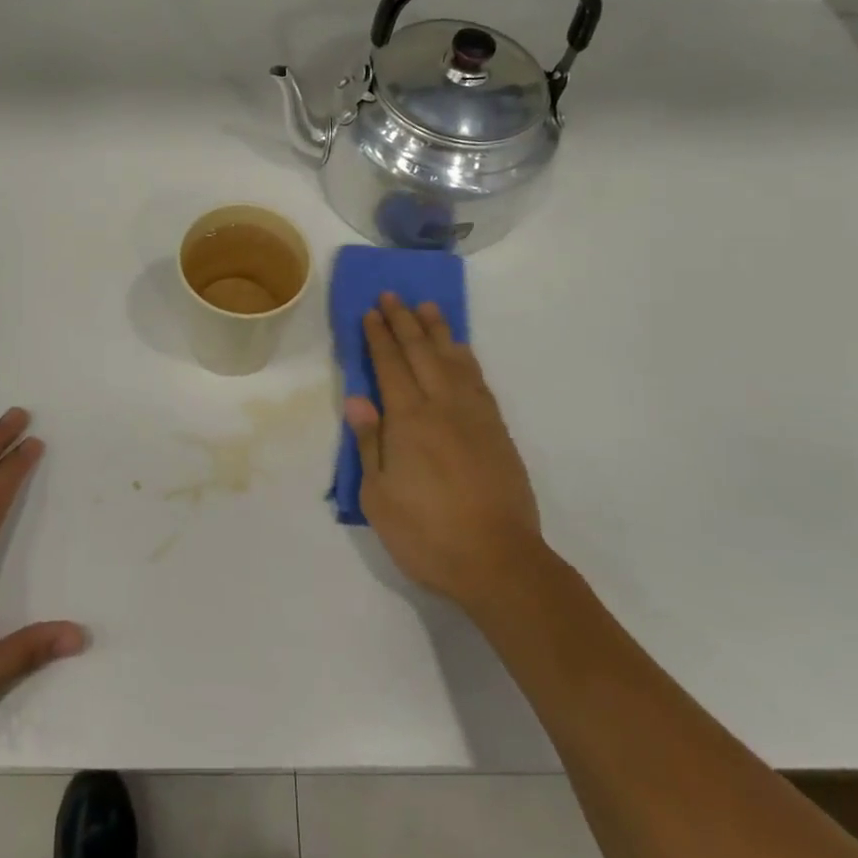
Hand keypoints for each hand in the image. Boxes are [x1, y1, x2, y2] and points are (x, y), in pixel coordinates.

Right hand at [344, 294, 544, 612]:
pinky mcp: (497, 432)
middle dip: (404, 322)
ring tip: (428, 308)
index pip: (390, 366)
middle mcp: (443, 407)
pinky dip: (466, 358)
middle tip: (393, 296)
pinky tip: (460, 352)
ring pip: (454, 361)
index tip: (370, 312)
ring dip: (438, 331)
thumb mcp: (379, 496)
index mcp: (409, 421)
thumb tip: (358, 400)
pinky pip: (479, 381)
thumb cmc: (427, 534)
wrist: (499, 562)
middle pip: (421, 353)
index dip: (379, 337)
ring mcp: (475, 418)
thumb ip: (369, 444)